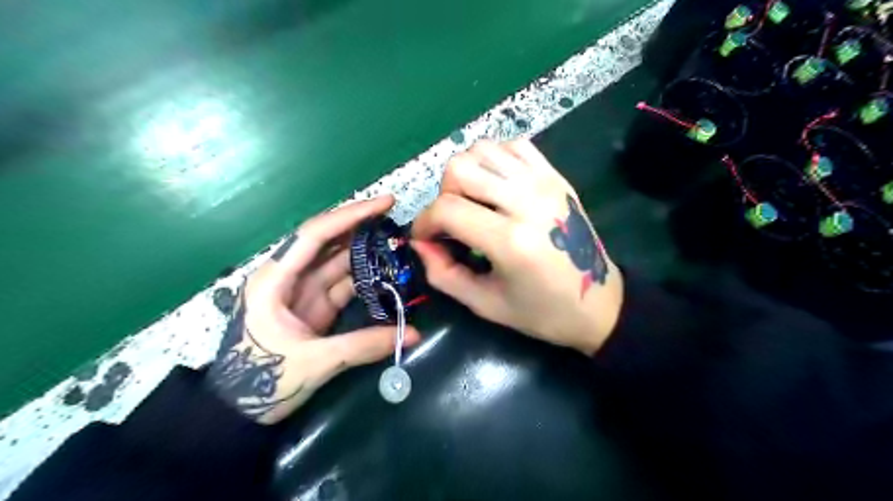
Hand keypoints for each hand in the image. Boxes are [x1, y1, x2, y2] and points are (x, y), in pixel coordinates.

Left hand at [208, 196, 419, 421]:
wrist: (237, 412)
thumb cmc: (261, 381)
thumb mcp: (314, 362)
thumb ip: (364, 345)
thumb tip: (414, 333)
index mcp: (275, 279)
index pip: (316, 234)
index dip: (351, 215)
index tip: (385, 203)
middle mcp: (288, 277)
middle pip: (329, 242)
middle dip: (362, 228)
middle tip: (398, 220)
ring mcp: (302, 292)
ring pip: (338, 263)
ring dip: (367, 253)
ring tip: (399, 245)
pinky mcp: (313, 308)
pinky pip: (343, 285)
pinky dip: (365, 280)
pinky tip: (387, 275)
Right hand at [410, 138, 622, 353]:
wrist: (599, 303)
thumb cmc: (542, 312)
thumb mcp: (485, 304)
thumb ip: (443, 274)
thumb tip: (419, 243)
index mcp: (510, 241)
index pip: (447, 209)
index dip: (423, 223)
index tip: (424, 239)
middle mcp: (527, 201)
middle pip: (460, 168)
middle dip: (443, 195)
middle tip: (452, 222)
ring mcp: (544, 182)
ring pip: (483, 149)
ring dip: (466, 173)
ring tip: (473, 202)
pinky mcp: (556, 176)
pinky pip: (513, 146)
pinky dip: (494, 159)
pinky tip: (496, 186)